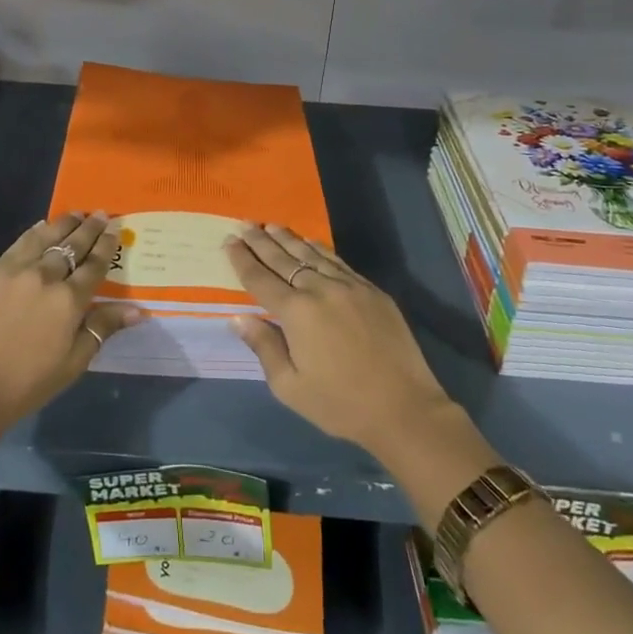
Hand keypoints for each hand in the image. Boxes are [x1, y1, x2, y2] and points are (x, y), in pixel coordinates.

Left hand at [0, 212, 141, 438]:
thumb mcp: (73, 363)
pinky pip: (17, 245)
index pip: (94, 265)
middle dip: (89, 228)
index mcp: (69, 300)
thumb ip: (102, 328)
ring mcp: (14, 271)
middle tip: (101, 214)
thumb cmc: (25, 384)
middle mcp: (44, 276)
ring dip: (63, 223)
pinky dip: (34, 233)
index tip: (114, 230)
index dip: (106, 246)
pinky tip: (40, 228)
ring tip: (75, 214)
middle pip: (72, 245)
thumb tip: (138, 310)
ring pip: (44, 237)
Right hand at [223, 224, 458, 462]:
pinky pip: (338, 261)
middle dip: (261, 241)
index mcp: (296, 312)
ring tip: (271, 226)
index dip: (242, 259)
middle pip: (283, 259)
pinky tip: (310, 243)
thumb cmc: (340, 404)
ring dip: (288, 239)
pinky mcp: (372, 291)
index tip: (228, 240)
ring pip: (312, 254)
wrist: (404, 408)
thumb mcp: (290, 387)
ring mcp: (349, 286)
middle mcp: (320, 290)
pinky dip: (319, 249)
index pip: (260, 278)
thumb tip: (238, 317)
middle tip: (245, 224)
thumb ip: (263, 347)